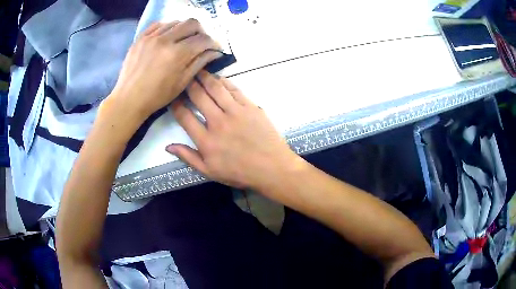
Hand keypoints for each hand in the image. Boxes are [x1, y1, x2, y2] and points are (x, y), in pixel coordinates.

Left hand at [106, 19, 221, 123]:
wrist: (129, 99)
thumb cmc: (157, 96)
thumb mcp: (182, 83)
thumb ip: (199, 63)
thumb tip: (215, 52)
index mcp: (177, 54)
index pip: (202, 39)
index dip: (212, 43)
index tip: (214, 48)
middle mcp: (165, 40)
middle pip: (191, 23)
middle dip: (201, 31)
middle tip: (199, 41)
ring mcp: (151, 37)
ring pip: (175, 22)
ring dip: (184, 29)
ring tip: (182, 40)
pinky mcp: (141, 37)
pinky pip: (158, 24)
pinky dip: (167, 28)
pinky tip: (167, 37)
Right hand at [167, 71, 298, 189]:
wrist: (272, 168)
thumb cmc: (240, 173)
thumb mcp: (210, 172)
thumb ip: (188, 157)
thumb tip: (168, 146)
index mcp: (206, 140)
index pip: (184, 116)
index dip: (176, 104)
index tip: (173, 97)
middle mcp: (218, 122)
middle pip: (198, 96)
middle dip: (188, 84)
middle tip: (184, 76)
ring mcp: (235, 112)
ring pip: (215, 88)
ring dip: (204, 77)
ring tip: (197, 70)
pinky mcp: (250, 107)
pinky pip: (234, 89)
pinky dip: (224, 82)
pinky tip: (218, 78)